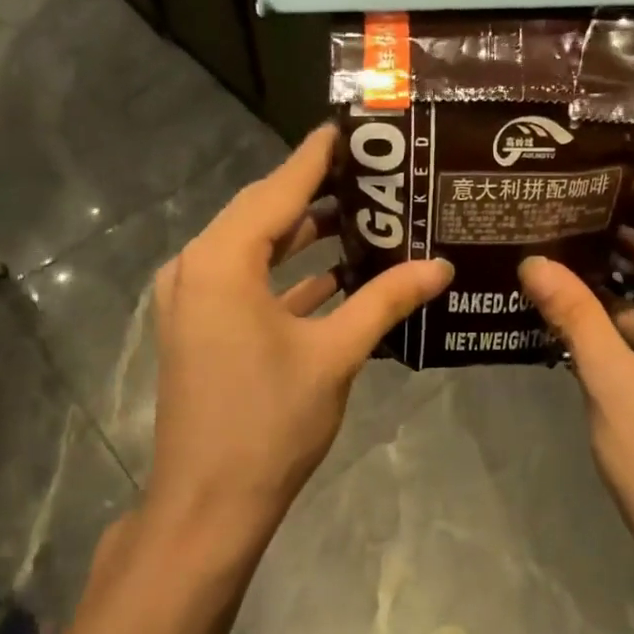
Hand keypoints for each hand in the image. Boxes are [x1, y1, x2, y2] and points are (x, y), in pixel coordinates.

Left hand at [142, 126, 453, 564]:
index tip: (351, 130)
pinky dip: (287, 275)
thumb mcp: (336, 354)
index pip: (278, 189)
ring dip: (303, 236)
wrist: (208, 504)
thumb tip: (441, 265)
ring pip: (254, 249)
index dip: (317, 158)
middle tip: (372, 175)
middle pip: (262, 213)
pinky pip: (246, 282)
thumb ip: (387, 300)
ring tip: (364, 218)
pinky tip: (336, 275)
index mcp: (222, 261)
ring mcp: (193, 300)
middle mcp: (197, 267)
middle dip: (315, 194)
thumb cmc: (270, 422)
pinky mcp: (199, 328)